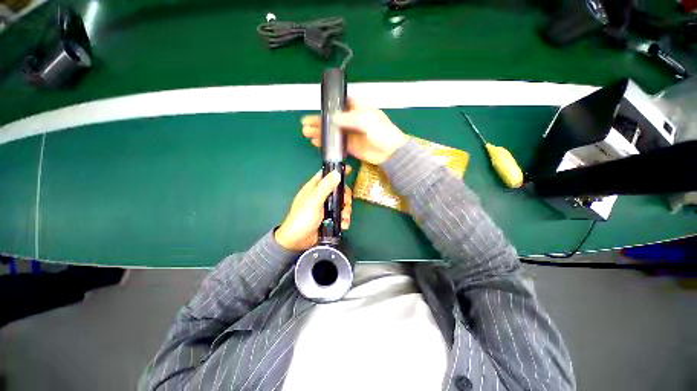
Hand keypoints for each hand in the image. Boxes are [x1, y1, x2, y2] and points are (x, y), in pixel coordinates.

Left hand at [275, 169, 352, 251]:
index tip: (349, 171)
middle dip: (345, 197)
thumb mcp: (314, 201)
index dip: (337, 171)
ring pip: (341, 203)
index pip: (327, 174)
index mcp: (314, 188)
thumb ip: (325, 187)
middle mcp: (321, 196)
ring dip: (346, 210)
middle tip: (346, 203)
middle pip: (338, 190)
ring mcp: (326, 208)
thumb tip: (337, 173)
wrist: (297, 241)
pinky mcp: (330, 218)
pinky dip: (344, 219)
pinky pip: (341, 215)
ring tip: (345, 218)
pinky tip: (343, 225)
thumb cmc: (302, 218)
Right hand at [301, 99, 408, 164]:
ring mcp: (350, 134)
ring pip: (332, 132)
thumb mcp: (368, 121)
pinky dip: (327, 143)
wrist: (391, 153)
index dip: (329, 105)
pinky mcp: (350, 146)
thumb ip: (350, 118)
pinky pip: (336, 144)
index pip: (341, 104)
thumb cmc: (383, 132)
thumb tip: (333, 118)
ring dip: (320, 132)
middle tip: (305, 123)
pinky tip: (316, 142)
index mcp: (358, 110)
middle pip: (333, 119)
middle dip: (319, 120)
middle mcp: (352, 121)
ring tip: (306, 133)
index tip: (317, 108)